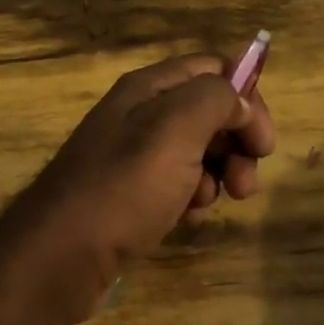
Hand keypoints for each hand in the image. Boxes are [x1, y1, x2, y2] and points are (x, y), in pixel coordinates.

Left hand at [6, 53, 275, 321]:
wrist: (60, 255)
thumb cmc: (122, 188)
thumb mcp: (174, 130)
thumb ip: (214, 100)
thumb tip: (239, 102)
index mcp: (147, 88)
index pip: (212, 69)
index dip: (246, 97)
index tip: (263, 142)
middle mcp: (138, 114)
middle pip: (207, 112)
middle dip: (236, 144)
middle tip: (247, 184)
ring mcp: (131, 156)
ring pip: (195, 152)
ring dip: (216, 175)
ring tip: (207, 203)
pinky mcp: (127, 193)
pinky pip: (174, 184)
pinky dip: (189, 198)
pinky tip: (185, 218)